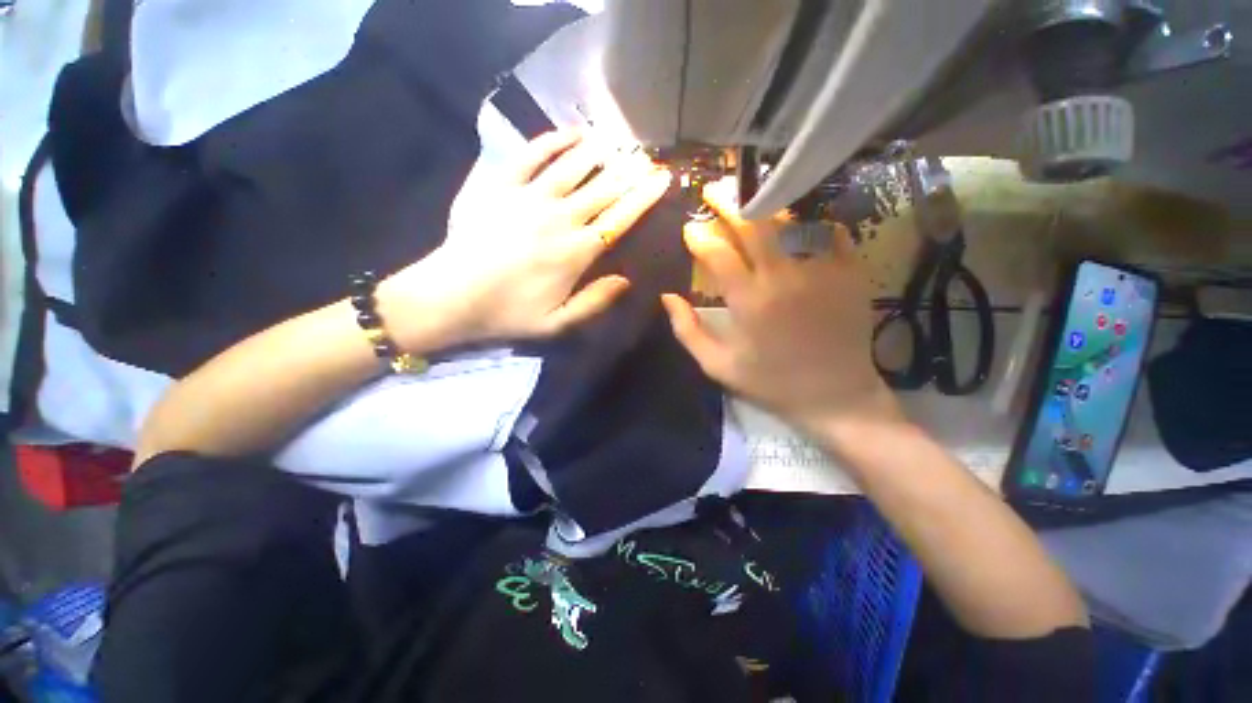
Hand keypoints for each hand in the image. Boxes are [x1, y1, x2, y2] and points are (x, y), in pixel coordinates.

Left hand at [382, 130, 671, 347]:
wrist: (451, 296)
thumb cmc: (508, 313)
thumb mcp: (558, 323)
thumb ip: (595, 302)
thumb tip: (626, 280)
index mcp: (576, 253)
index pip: (619, 219)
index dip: (643, 198)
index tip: (662, 180)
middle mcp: (560, 219)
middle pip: (603, 189)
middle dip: (629, 172)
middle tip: (646, 158)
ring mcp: (529, 198)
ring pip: (573, 167)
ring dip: (598, 153)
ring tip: (617, 142)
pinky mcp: (501, 186)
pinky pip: (531, 155)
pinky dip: (553, 141)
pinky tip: (571, 134)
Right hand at [660, 178, 900, 432]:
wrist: (834, 396)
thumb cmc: (771, 383)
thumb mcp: (718, 366)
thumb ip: (688, 331)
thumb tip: (667, 297)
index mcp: (748, 300)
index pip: (717, 252)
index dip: (699, 236)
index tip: (689, 229)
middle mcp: (783, 277)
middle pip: (753, 224)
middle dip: (728, 202)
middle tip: (714, 191)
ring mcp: (820, 271)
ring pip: (791, 222)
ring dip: (767, 207)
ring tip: (752, 199)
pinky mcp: (850, 273)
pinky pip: (830, 234)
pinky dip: (813, 223)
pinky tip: (801, 223)